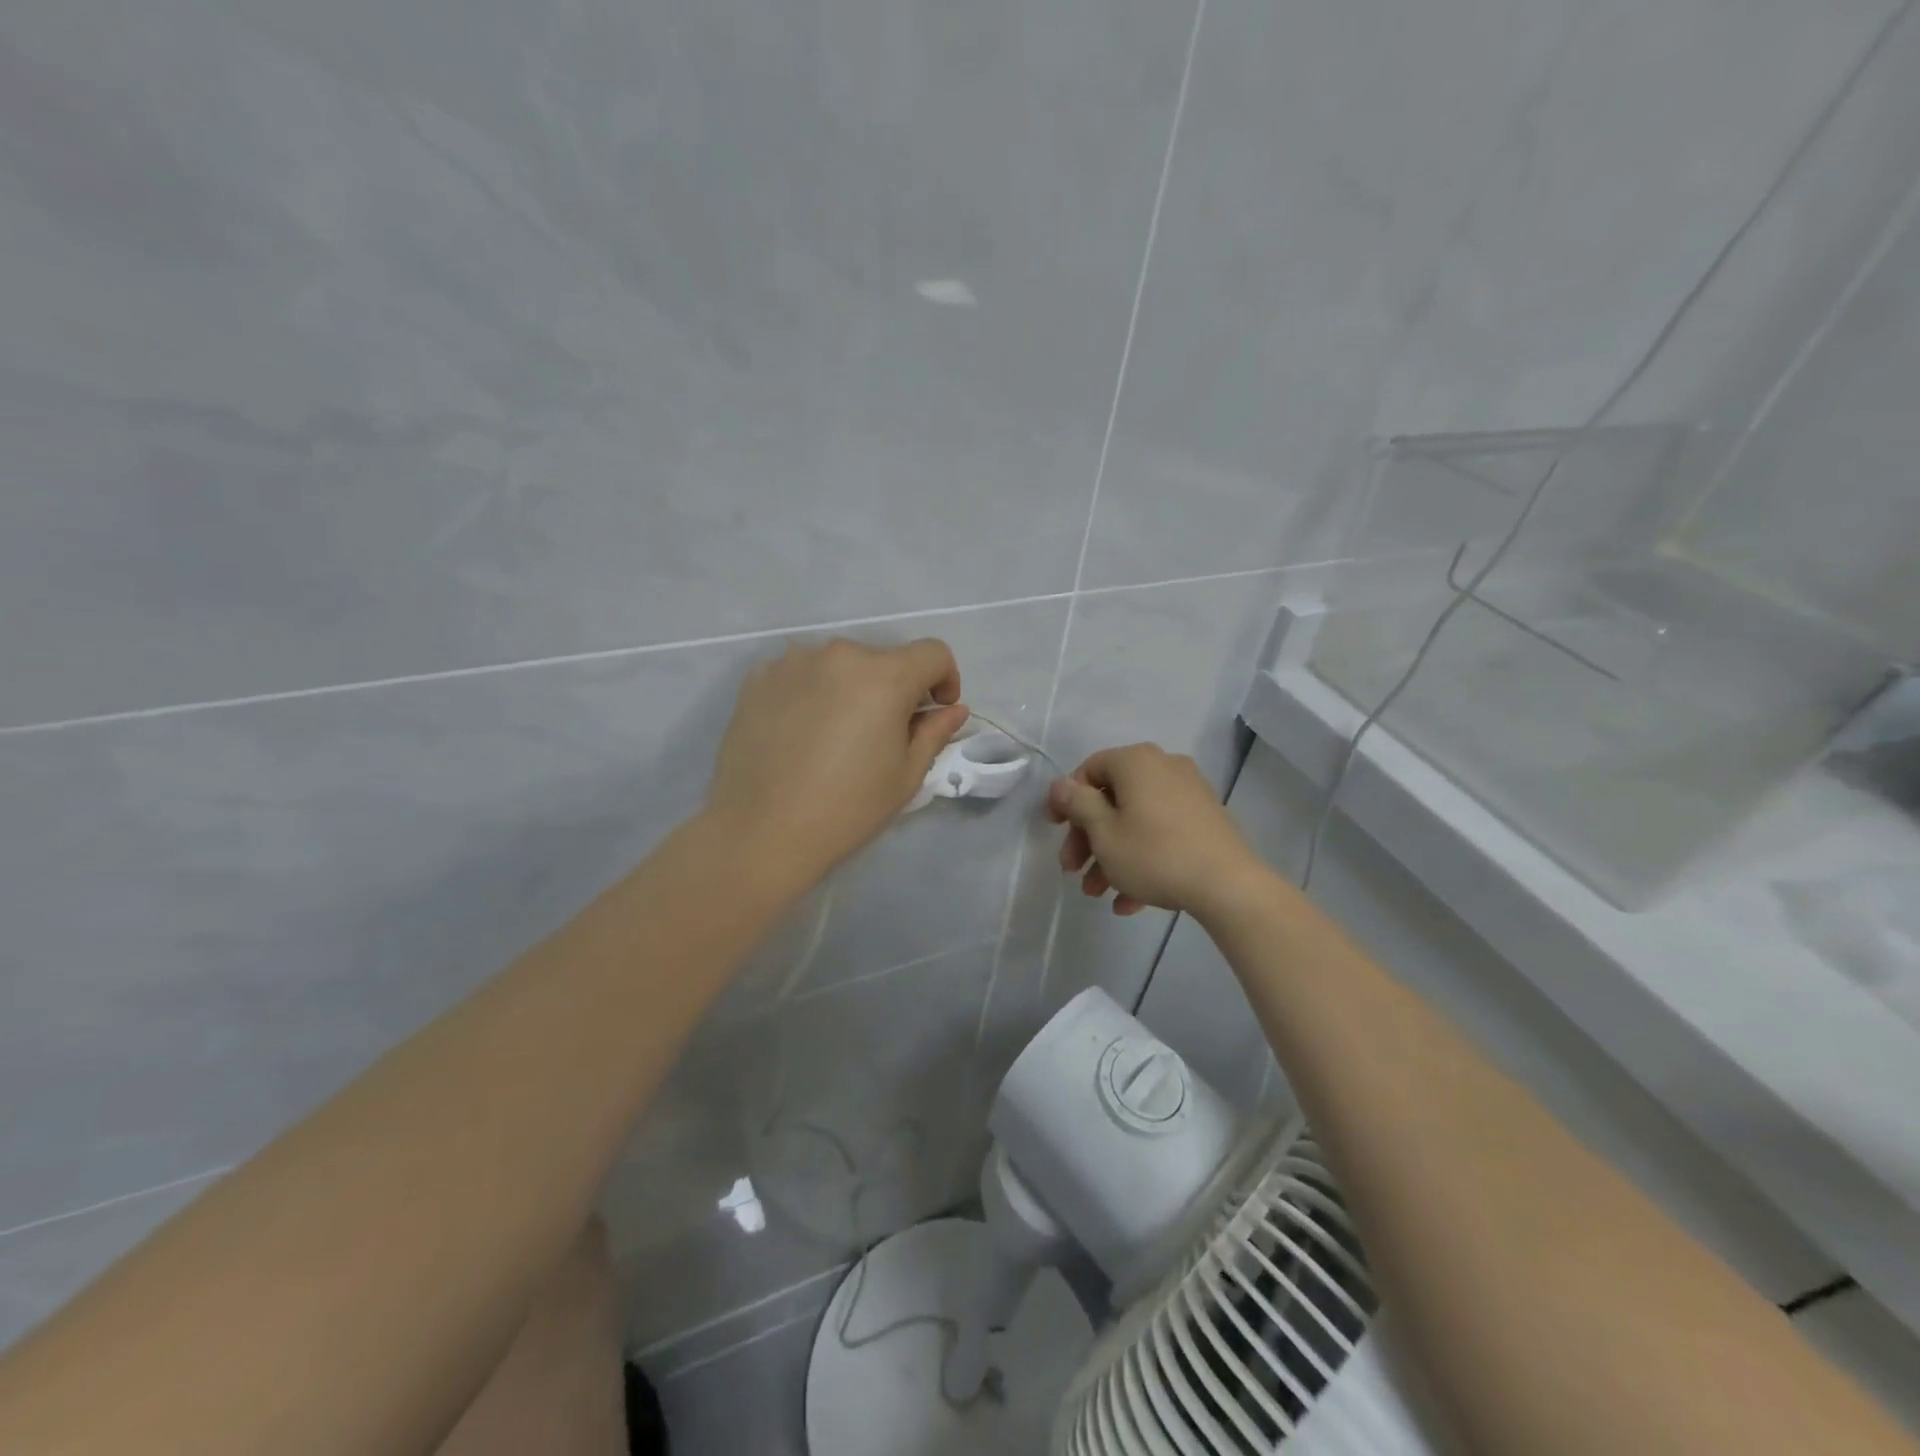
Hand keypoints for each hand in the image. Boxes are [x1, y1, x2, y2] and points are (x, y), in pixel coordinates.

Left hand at [707, 637, 969, 884]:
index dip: (945, 679)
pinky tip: (801, 734)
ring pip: (840, 665)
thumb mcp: (905, 776)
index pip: (932, 653)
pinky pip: (802, 674)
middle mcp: (839, 655)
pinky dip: (813, 693)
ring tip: (837, 735)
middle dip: (896, 688)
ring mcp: (793, 662)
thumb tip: (953, 710)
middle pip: (884, 659)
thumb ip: (934, 732)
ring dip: (852, 688)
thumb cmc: (846, 809)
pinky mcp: (758, 678)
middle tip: (884, 734)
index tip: (936, 712)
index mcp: (884, 676)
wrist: (759, 832)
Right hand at [1047, 743, 1267, 918]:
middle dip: (1088, 837)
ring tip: (1098, 894)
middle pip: (1112, 798)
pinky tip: (1129, 902)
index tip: (1054, 830)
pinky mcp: (1205, 821)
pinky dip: (1142, 859)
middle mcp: (1164, 768)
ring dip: (1111, 855)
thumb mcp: (1104, 832)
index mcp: (1136, 762)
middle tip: (1073, 869)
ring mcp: (1189, 794)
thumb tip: (1060, 785)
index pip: (1089, 770)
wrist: (1229, 886)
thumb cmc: (1154, 854)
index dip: (1066, 799)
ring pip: (1136, 821)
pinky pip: (1161, 833)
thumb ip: (1077, 804)